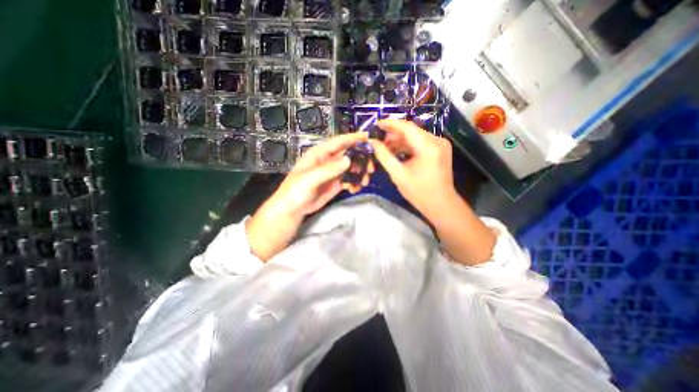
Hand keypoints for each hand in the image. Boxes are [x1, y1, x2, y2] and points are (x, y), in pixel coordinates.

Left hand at [247, 132, 367, 259]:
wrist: (292, 209)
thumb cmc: (295, 191)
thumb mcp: (309, 179)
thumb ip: (328, 170)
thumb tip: (349, 159)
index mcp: (319, 154)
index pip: (338, 142)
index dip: (353, 138)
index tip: (368, 137)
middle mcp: (328, 161)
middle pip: (349, 154)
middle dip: (361, 159)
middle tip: (371, 168)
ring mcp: (333, 173)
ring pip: (351, 167)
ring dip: (360, 172)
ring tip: (364, 181)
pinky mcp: (336, 184)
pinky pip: (349, 179)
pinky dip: (355, 183)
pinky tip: (355, 189)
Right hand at [372, 119, 495, 266]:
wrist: (441, 204)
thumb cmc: (419, 192)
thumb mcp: (398, 174)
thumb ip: (384, 156)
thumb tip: (372, 142)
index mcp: (428, 146)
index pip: (406, 127)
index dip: (389, 124)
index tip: (376, 124)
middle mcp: (437, 140)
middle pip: (411, 131)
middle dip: (393, 135)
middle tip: (378, 141)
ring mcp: (440, 144)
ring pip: (415, 137)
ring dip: (400, 141)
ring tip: (385, 149)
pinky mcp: (440, 150)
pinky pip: (420, 143)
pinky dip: (408, 146)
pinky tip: (397, 153)